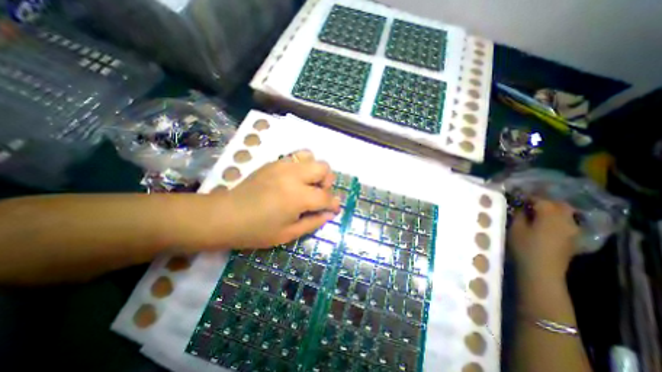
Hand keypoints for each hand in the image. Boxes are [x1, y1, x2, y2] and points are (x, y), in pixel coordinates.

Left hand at [206, 150, 340, 249]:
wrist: (225, 216)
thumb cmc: (257, 231)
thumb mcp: (289, 234)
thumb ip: (314, 222)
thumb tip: (330, 213)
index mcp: (298, 197)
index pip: (326, 196)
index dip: (334, 204)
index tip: (334, 208)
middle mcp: (293, 175)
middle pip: (323, 168)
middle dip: (327, 182)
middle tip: (319, 194)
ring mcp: (282, 165)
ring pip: (311, 156)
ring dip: (315, 170)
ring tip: (307, 183)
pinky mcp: (273, 162)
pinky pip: (295, 156)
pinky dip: (302, 166)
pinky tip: (294, 179)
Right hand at [507, 199, 580, 280]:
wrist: (543, 270)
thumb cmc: (525, 247)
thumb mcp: (516, 228)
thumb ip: (519, 215)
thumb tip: (522, 207)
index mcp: (550, 215)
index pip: (540, 199)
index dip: (528, 197)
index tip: (517, 196)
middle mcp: (566, 220)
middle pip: (557, 204)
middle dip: (543, 201)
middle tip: (527, 203)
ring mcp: (573, 229)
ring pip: (564, 212)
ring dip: (551, 209)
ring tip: (535, 212)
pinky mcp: (573, 238)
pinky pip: (566, 221)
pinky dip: (556, 218)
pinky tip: (544, 222)